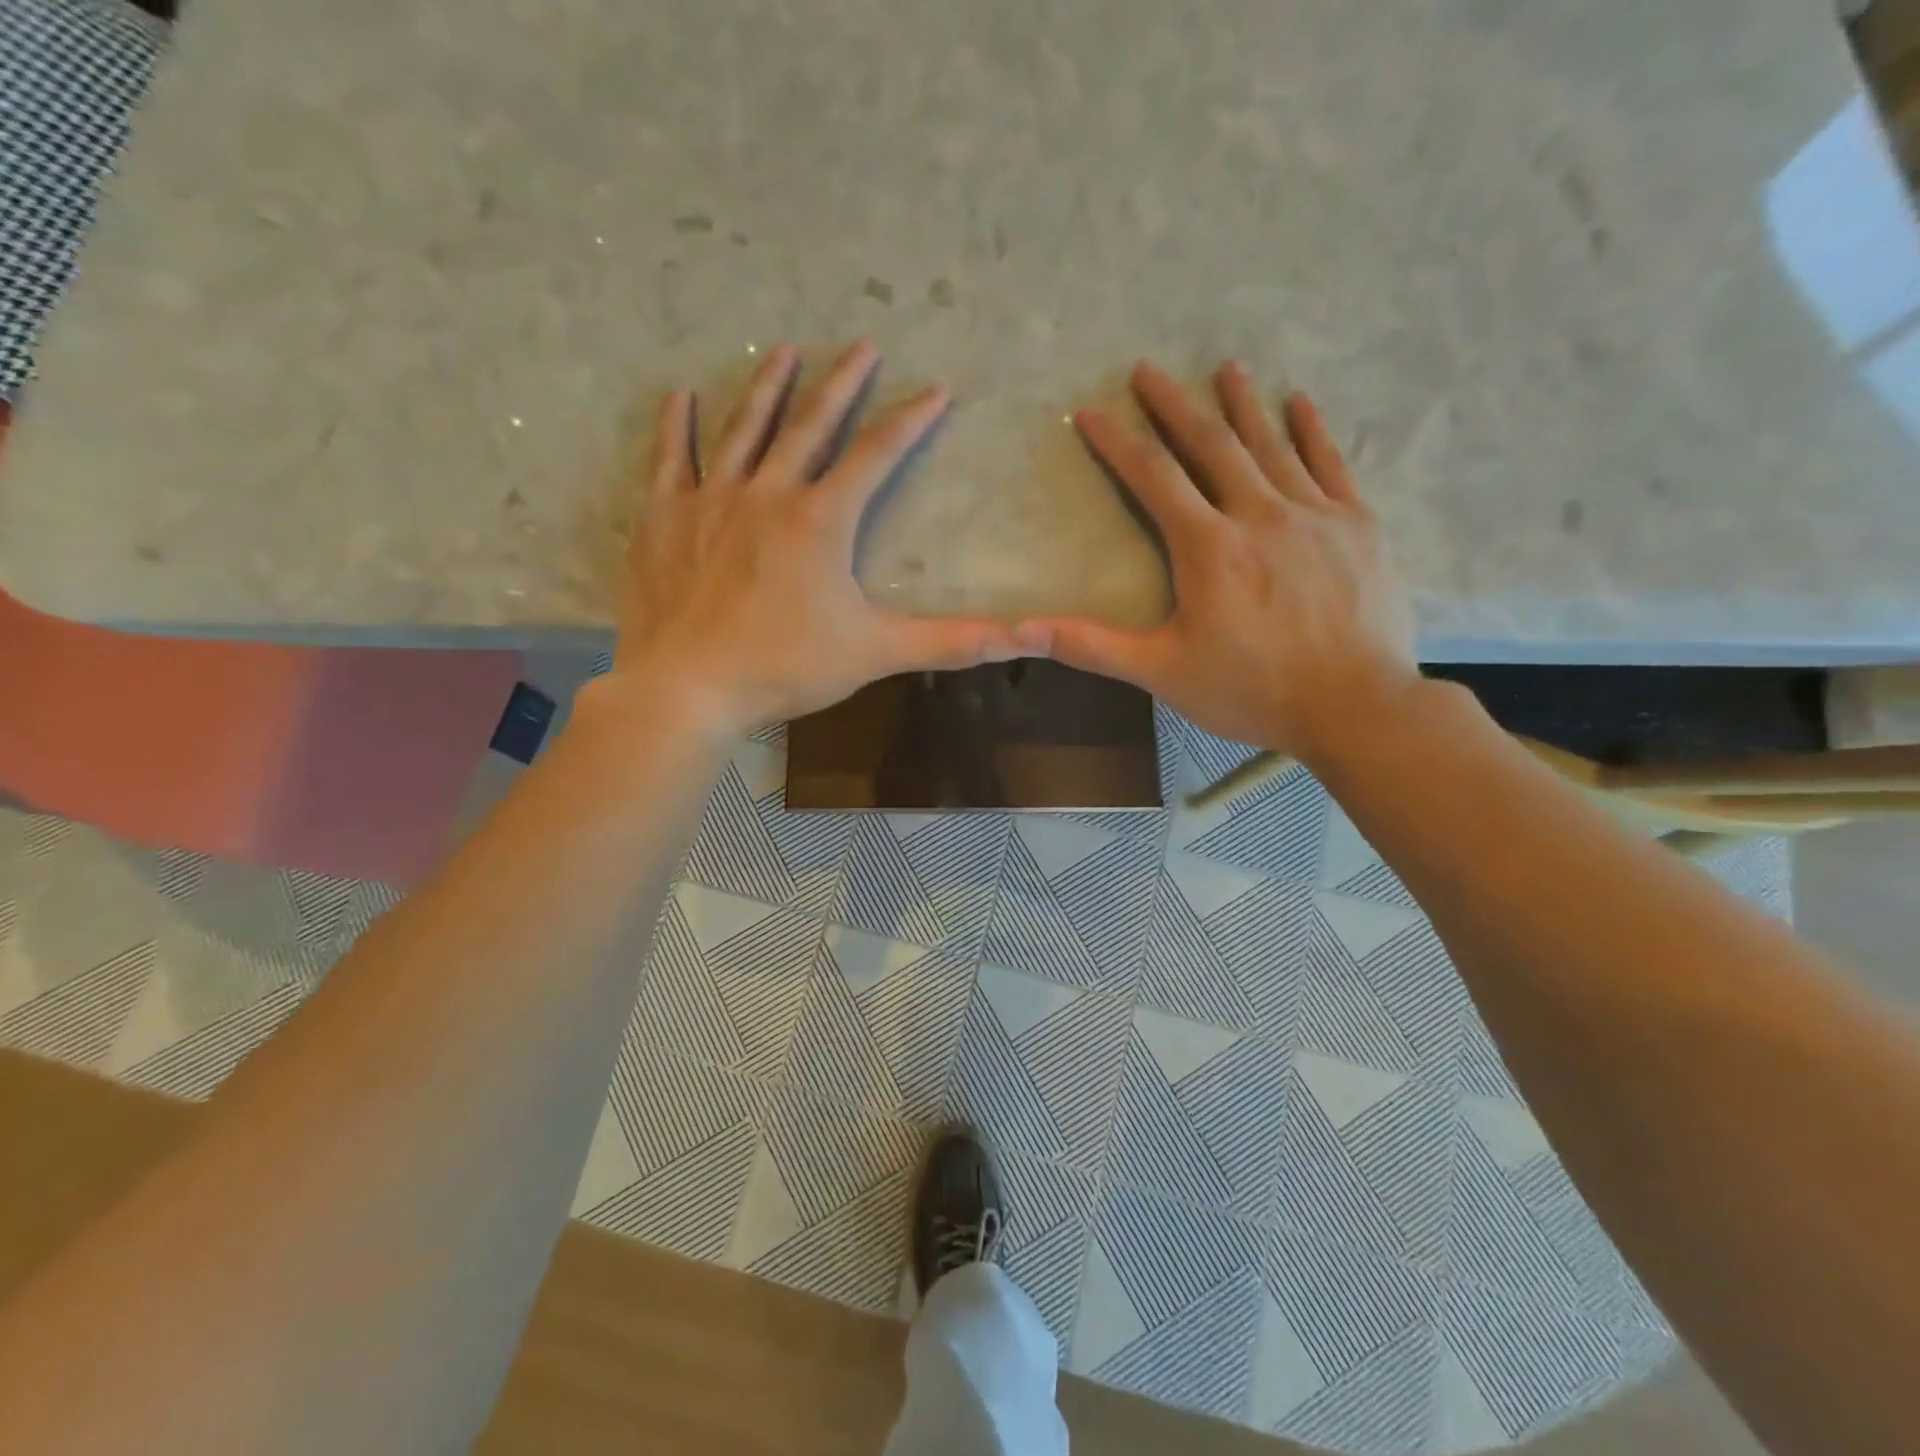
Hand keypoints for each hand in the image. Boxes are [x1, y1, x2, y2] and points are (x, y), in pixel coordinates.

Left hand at [606, 339, 1036, 738]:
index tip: (936, 389)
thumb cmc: (785, 668)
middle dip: (842, 382)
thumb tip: (1020, 639)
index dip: (910, 420)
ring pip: (743, 428)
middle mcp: (767, 492)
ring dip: (768, 387)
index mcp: (821, 519)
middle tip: (861, 343)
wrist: (689, 688)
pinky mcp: (664, 518)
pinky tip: (682, 395)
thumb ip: (949, 643)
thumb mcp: (876, 653)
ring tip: (785, 350)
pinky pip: (672, 458)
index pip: (877, 454)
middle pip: (811, 423)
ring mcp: (710, 499)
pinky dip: (677, 425)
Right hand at [1037, 361, 1418, 760]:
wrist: (1355, 707)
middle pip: (1210, 444)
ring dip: (1242, 404)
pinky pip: (1331, 462)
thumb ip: (1092, 646)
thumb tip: (1021, 630)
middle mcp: (1259, 513)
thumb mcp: (1161, 672)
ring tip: (1225, 367)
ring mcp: (1313, 514)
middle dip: (1174, 405)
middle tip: (1148, 370)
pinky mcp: (1357, 525)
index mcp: (1208, 546)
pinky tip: (1299, 401)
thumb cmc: (1251, 691)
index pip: (1153, 477)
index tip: (1094, 411)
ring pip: (1270, 444)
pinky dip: (1311, 429)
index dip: (1119, 442)